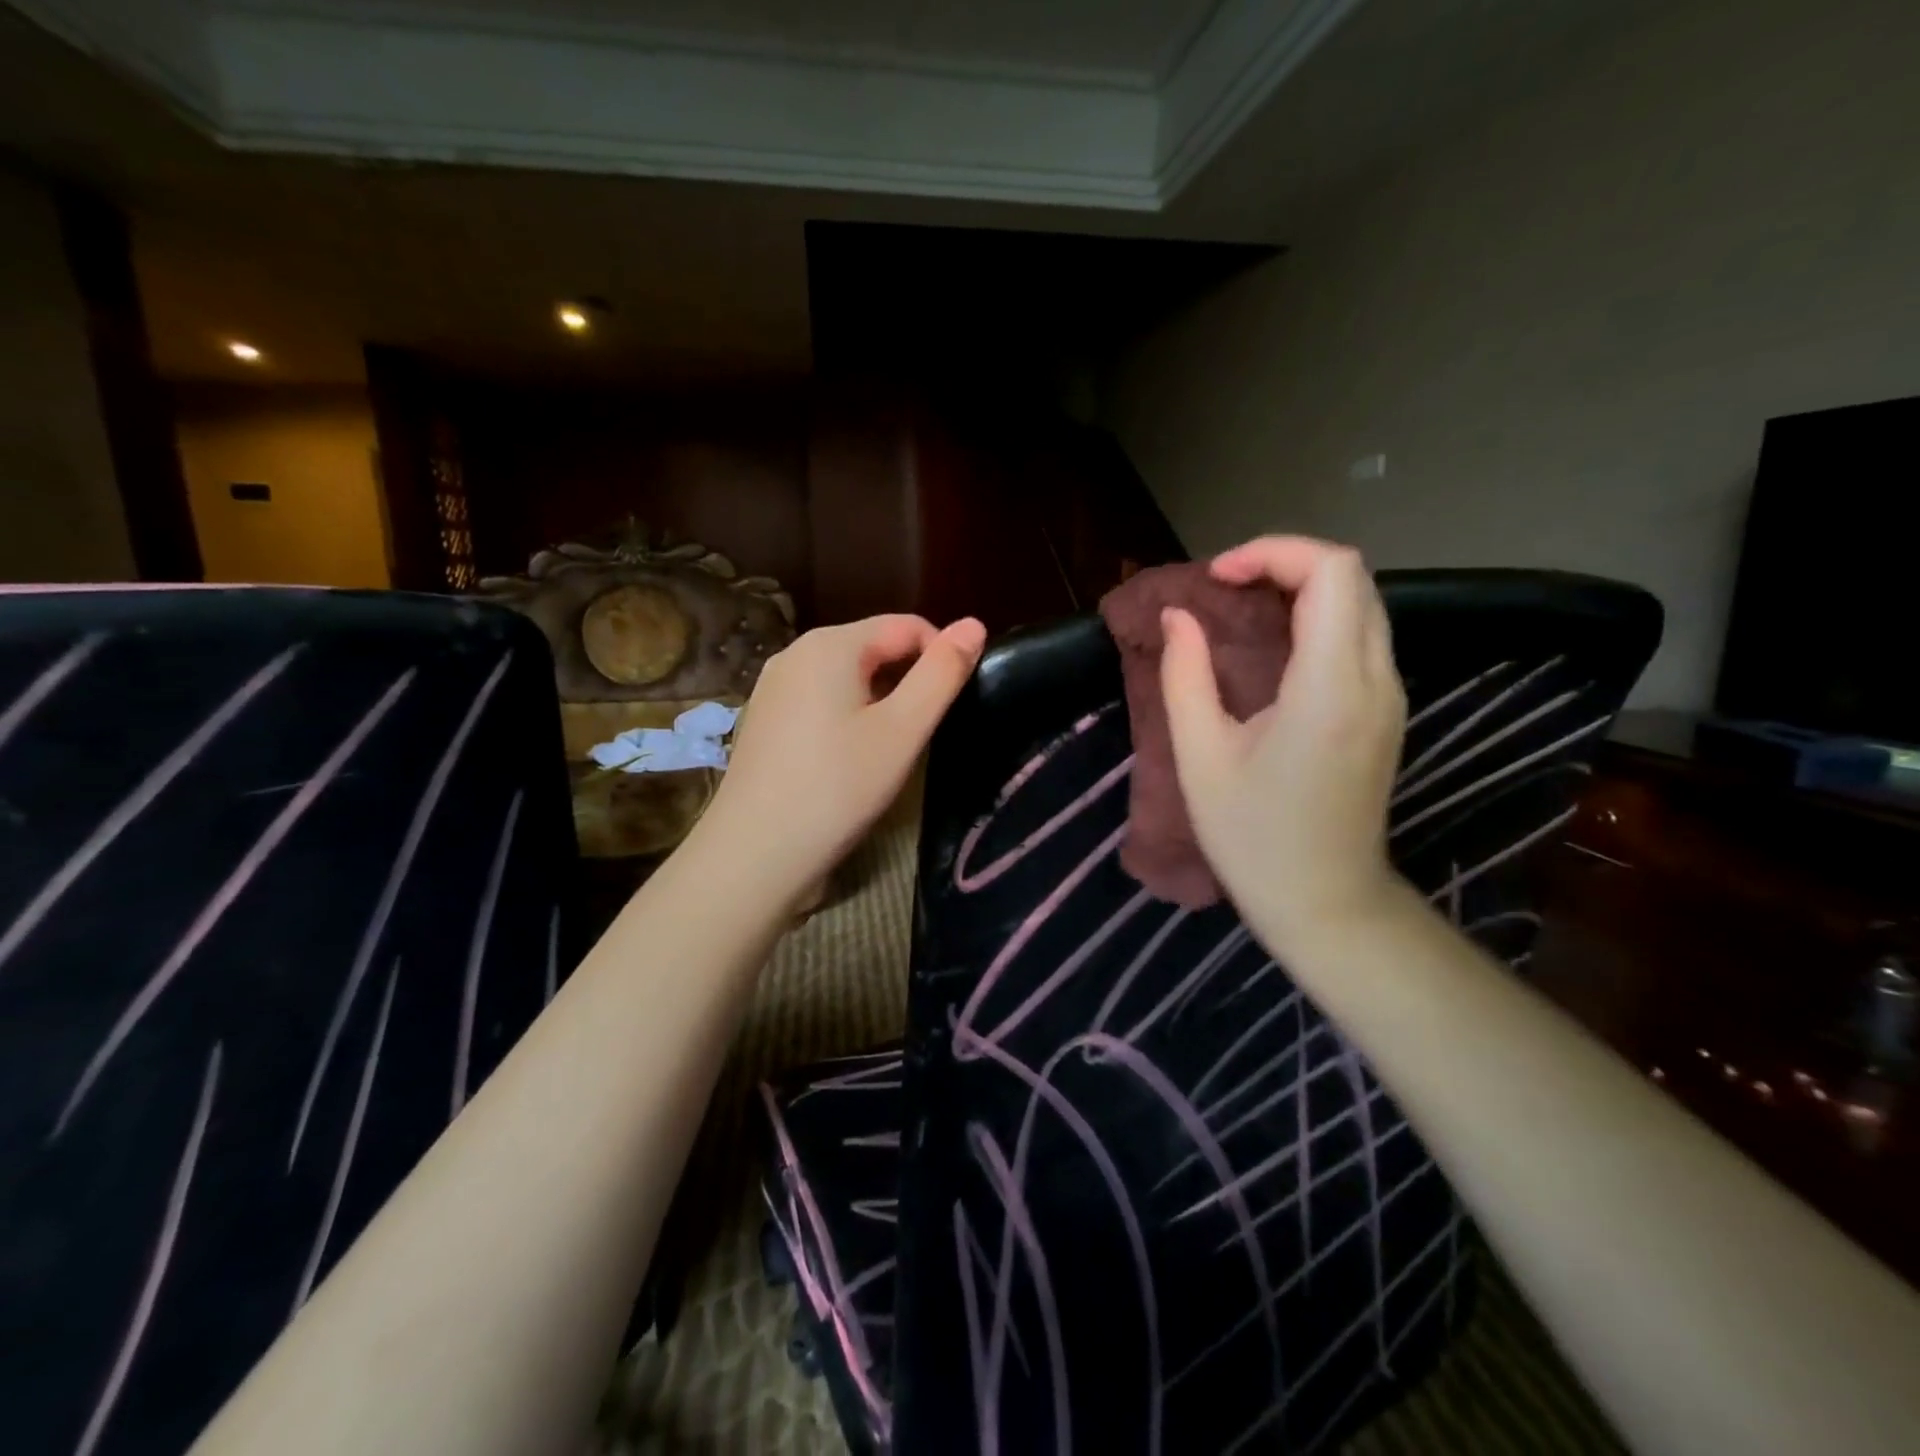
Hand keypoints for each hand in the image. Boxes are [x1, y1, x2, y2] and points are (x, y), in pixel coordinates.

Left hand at [700, 613, 986, 899]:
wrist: (756, 853)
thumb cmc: (838, 788)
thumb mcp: (903, 730)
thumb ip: (942, 674)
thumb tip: (974, 624)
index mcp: (831, 644)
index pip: (906, 626)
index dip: (941, 656)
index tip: (954, 703)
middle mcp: (796, 652)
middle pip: (874, 646)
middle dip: (908, 679)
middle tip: (922, 733)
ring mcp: (773, 686)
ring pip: (847, 675)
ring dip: (880, 700)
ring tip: (890, 748)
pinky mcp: (764, 718)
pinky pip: (820, 699)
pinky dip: (848, 715)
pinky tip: (849, 757)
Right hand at [1160, 537, 1406, 959]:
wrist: (1325, 900)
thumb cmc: (1252, 837)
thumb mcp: (1200, 758)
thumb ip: (1184, 676)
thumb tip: (1178, 616)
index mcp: (1330, 689)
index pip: (1331, 573)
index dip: (1272, 553)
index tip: (1216, 579)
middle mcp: (1375, 680)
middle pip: (1352, 576)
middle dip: (1284, 562)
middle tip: (1223, 588)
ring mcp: (1390, 695)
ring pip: (1362, 601)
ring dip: (1302, 586)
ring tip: (1240, 608)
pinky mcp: (1387, 710)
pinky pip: (1361, 634)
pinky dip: (1317, 616)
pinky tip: (1271, 644)